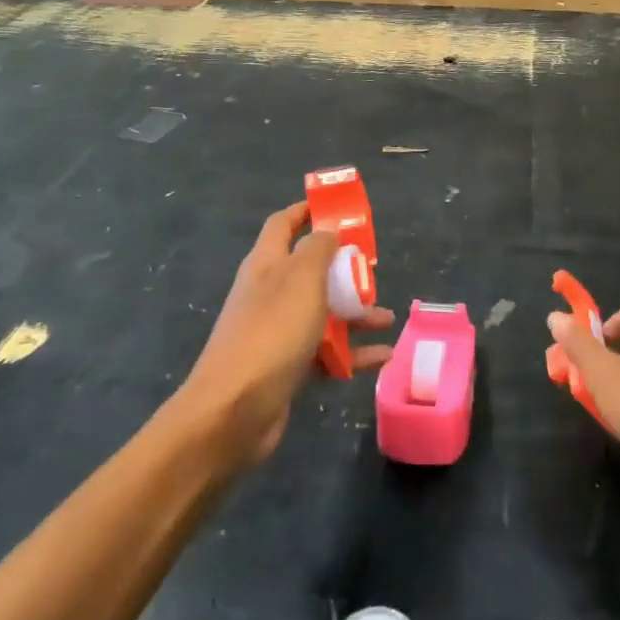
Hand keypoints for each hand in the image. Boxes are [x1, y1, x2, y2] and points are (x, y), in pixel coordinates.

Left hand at [181, 203, 393, 466]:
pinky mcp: (286, 367)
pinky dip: (352, 352)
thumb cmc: (271, 333)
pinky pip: (326, 352)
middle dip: (342, 268)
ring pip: (322, 312)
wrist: (233, 412)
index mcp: (266, 265)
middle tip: (372, 268)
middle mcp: (269, 294)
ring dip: (355, 313)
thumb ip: (318, 249)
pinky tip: (382, 356)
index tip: (337, 207)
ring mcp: (276, 332)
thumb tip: (327, 230)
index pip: (283, 224)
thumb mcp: (301, 280)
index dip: (307, 211)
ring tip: (386, 318)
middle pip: (309, 270)